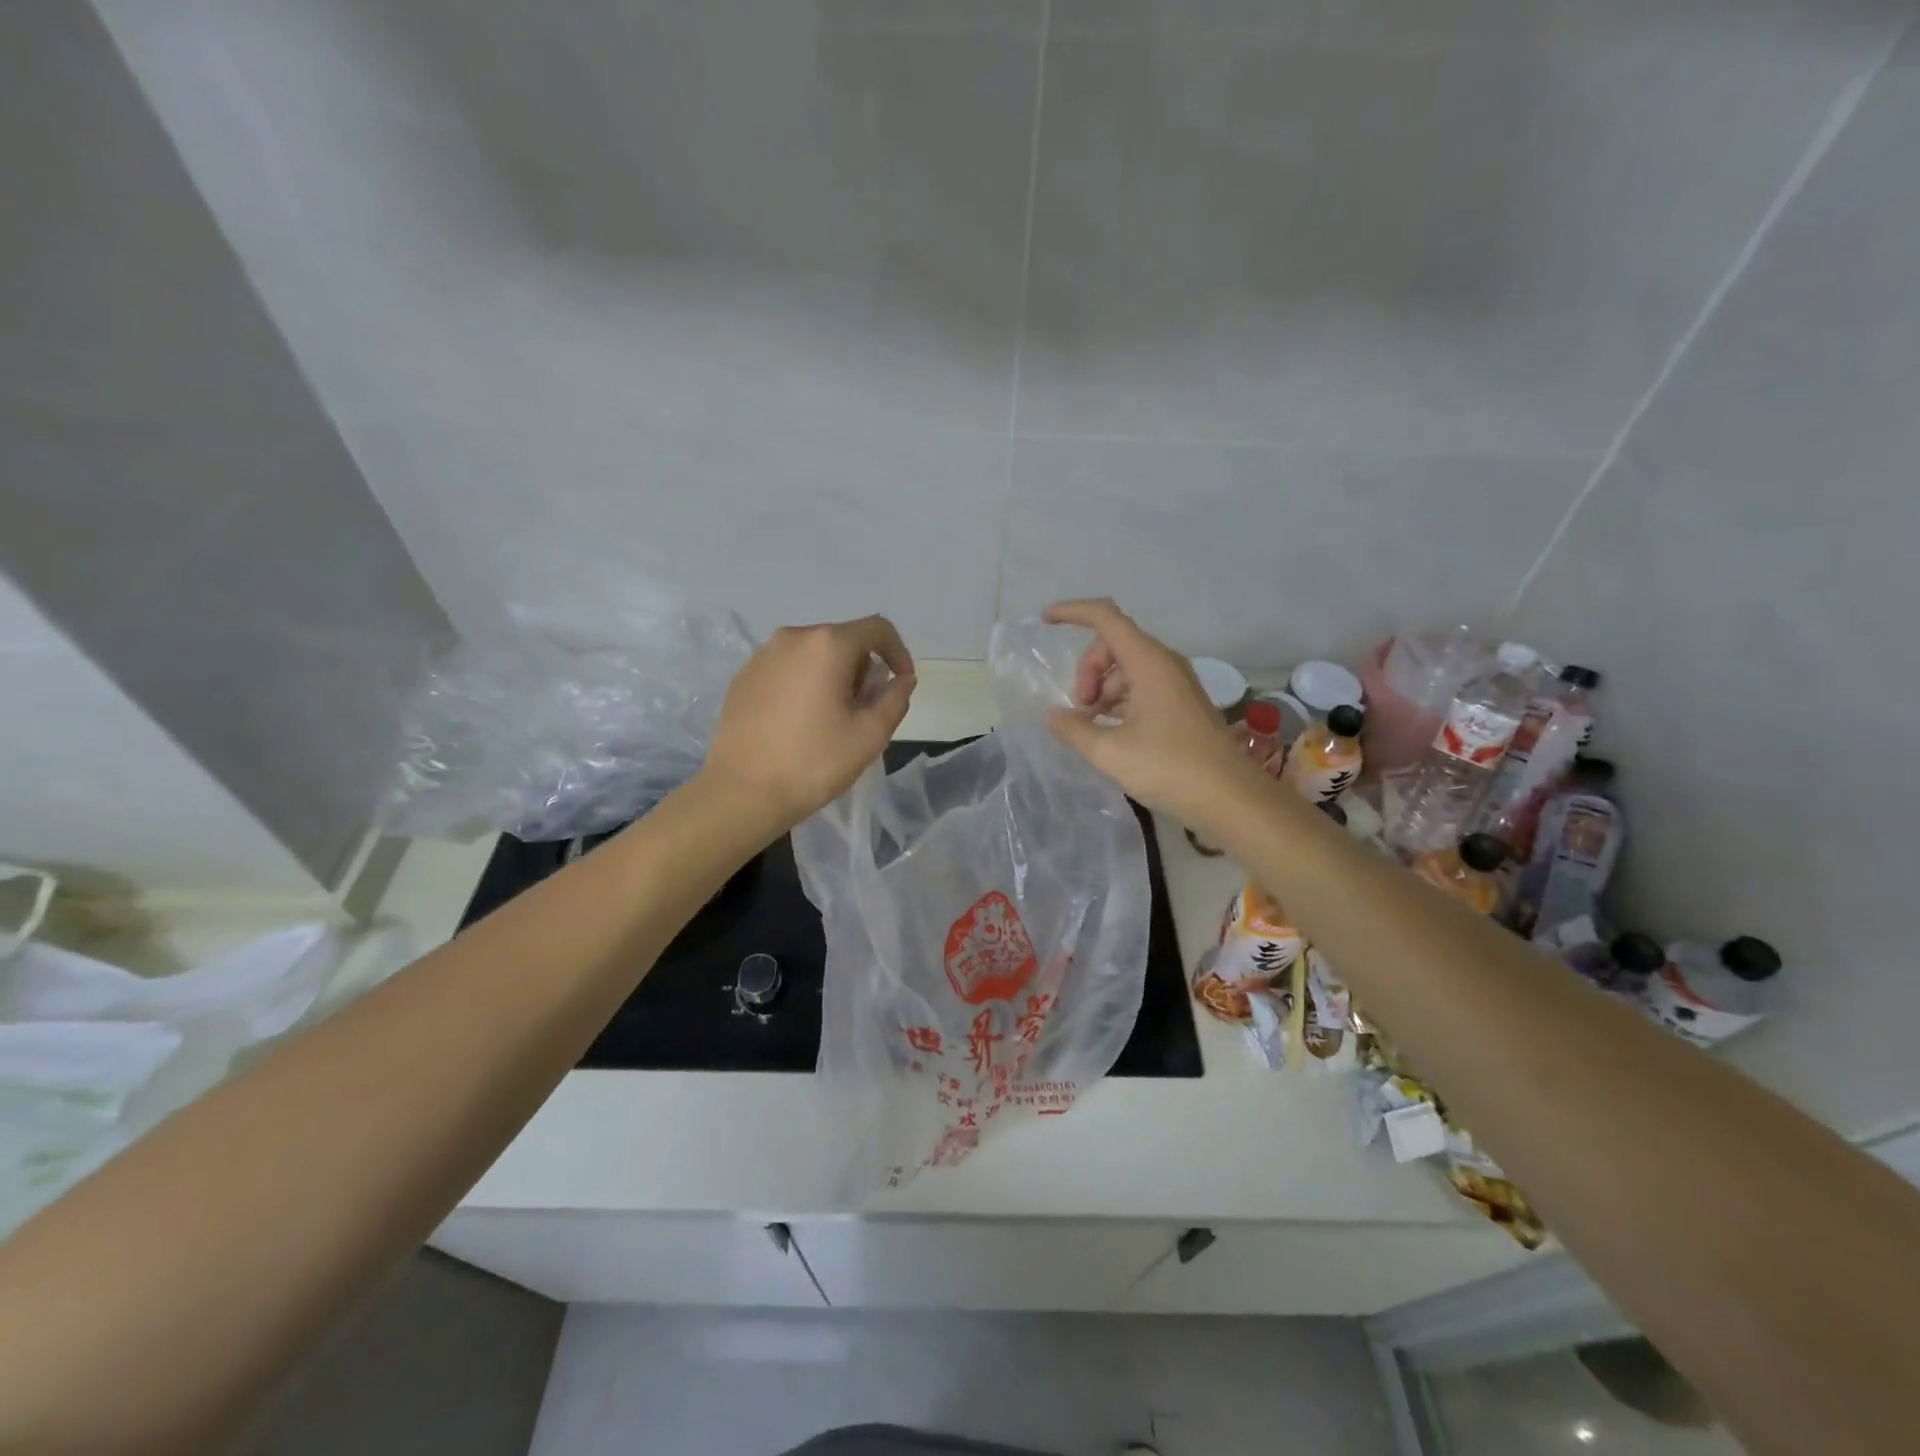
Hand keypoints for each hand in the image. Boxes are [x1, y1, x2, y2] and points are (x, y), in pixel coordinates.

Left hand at [701, 616, 915, 835]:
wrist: (742, 792)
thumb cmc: (814, 761)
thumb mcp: (870, 735)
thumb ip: (895, 699)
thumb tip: (901, 680)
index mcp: (827, 645)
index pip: (878, 629)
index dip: (899, 652)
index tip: (901, 684)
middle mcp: (793, 638)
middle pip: (844, 640)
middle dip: (863, 670)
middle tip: (864, 711)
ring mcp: (762, 656)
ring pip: (813, 654)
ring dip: (833, 677)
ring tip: (832, 719)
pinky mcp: (743, 677)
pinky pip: (787, 669)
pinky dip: (804, 684)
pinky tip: (799, 723)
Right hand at [1042, 598, 1258, 827]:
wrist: (1231, 799)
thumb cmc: (1169, 768)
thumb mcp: (1109, 752)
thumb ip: (1073, 729)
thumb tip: (1052, 715)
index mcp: (1148, 662)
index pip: (1105, 617)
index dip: (1072, 612)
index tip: (1045, 622)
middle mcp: (1165, 664)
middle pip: (1114, 644)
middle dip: (1088, 670)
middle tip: (1080, 709)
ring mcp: (1177, 684)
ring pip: (1127, 668)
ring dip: (1102, 689)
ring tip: (1091, 727)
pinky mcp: (1182, 706)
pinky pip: (1142, 688)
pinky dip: (1119, 702)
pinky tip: (1110, 732)